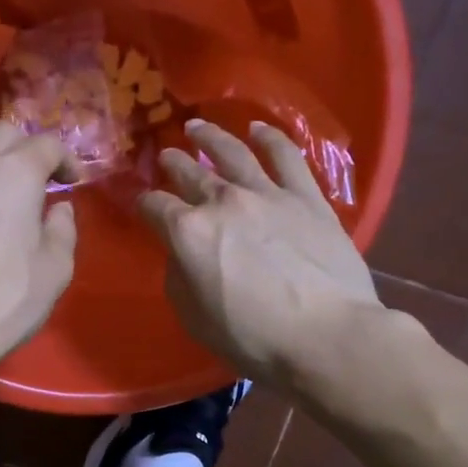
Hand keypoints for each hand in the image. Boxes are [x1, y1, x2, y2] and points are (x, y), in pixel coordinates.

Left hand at [0, 121, 78, 370]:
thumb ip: (62, 229)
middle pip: (1, 134)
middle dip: (25, 149)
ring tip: (1, 203)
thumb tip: (57, 209)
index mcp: (12, 173)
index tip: (73, 183)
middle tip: (38, 181)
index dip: (66, 160)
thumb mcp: (55, 270)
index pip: (46, 144)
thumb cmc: (2, 300)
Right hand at [140, 119, 383, 388]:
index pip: (154, 207)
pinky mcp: (307, 197)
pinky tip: (258, 129)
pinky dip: (269, 138)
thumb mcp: (195, 319)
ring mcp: (267, 194)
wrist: (327, 336)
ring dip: (211, 137)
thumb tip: (182, 255)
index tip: (139, 203)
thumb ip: (180, 279)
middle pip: (190, 173)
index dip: (142, 203)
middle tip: (166, 154)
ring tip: (197, 127)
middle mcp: (223, 201)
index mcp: (189, 233)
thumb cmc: (255, 339)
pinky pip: (286, 157)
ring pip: (233, 152)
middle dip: (173, 163)